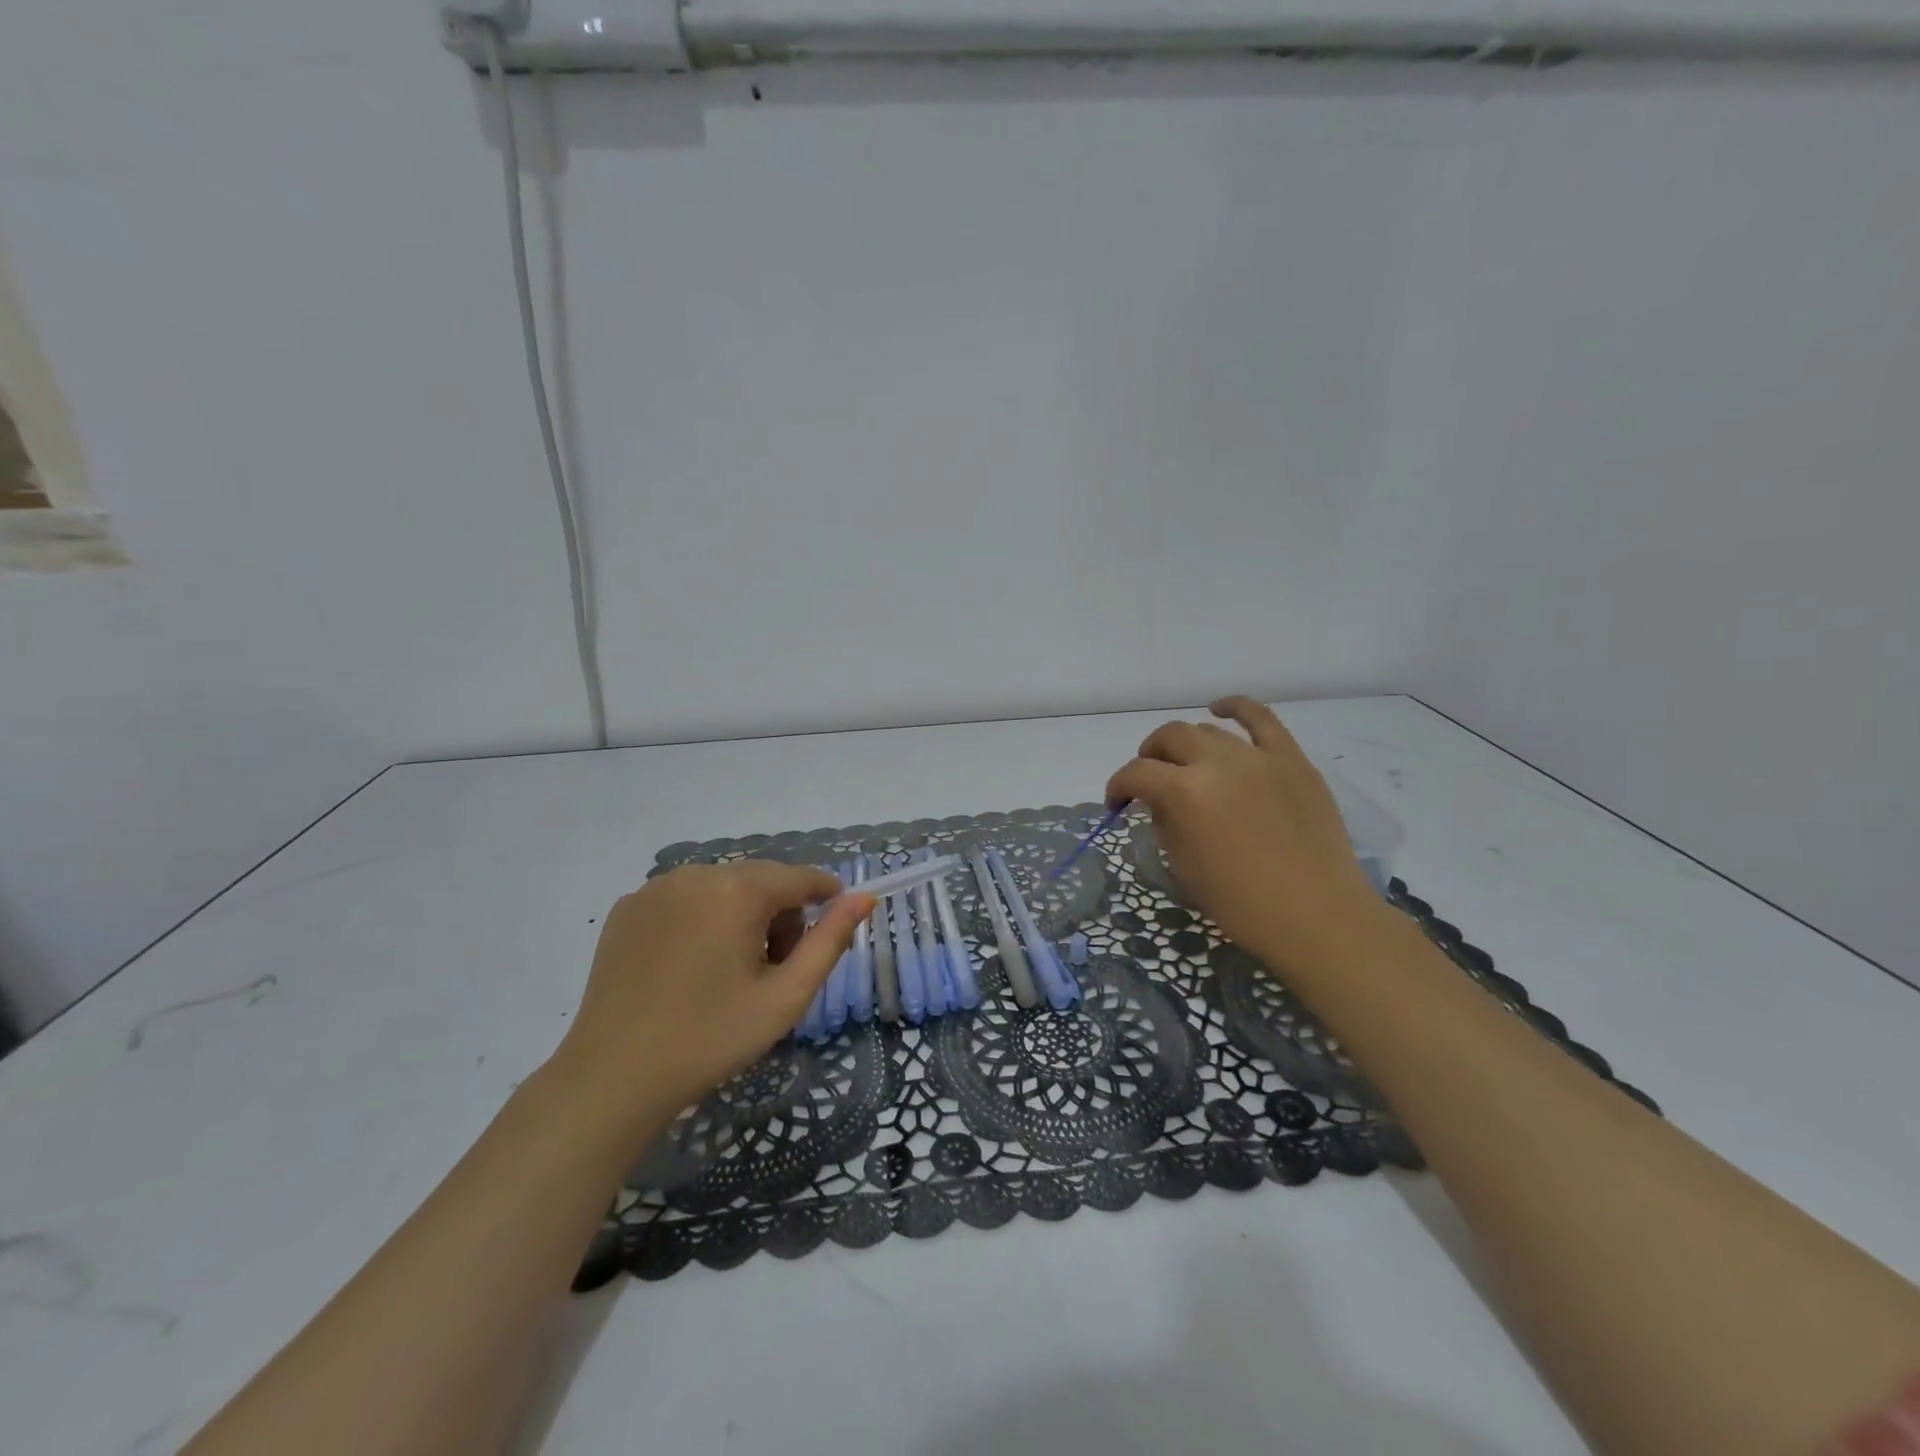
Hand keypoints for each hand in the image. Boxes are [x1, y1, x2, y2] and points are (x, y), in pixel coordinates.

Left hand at [552, 861, 874, 1122]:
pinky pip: (685, 899)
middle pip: (761, 880)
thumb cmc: (709, 1039)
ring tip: (730, 971)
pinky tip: (689, 967)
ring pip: (723, 887)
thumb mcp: (785, 997)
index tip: (834, 924)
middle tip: (772, 970)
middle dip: (779, 914)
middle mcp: (696, 874)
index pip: (800, 877)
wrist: (611, 1078)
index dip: (825, 896)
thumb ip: (830, 941)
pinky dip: (702, 920)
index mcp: (737, 890)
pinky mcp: (628, 908)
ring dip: (741, 915)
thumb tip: (862, 898)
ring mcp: (656, 888)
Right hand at [1106, 696, 1383, 971]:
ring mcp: (1258, 757)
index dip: (1118, 786)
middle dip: (1149, 757)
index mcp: (1185, 794)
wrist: (1318, 917)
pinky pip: (1262, 719)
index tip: (1117, 803)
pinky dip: (1236, 708)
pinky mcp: (1292, 759)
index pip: (1137, 774)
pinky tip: (1221, 710)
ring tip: (1187, 763)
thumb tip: (1160, 802)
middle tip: (1150, 780)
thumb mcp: (1184, 867)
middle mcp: (1217, 763)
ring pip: (1208, 730)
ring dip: (1187, 744)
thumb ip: (1165, 823)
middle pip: (1169, 738)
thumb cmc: (1242, 904)